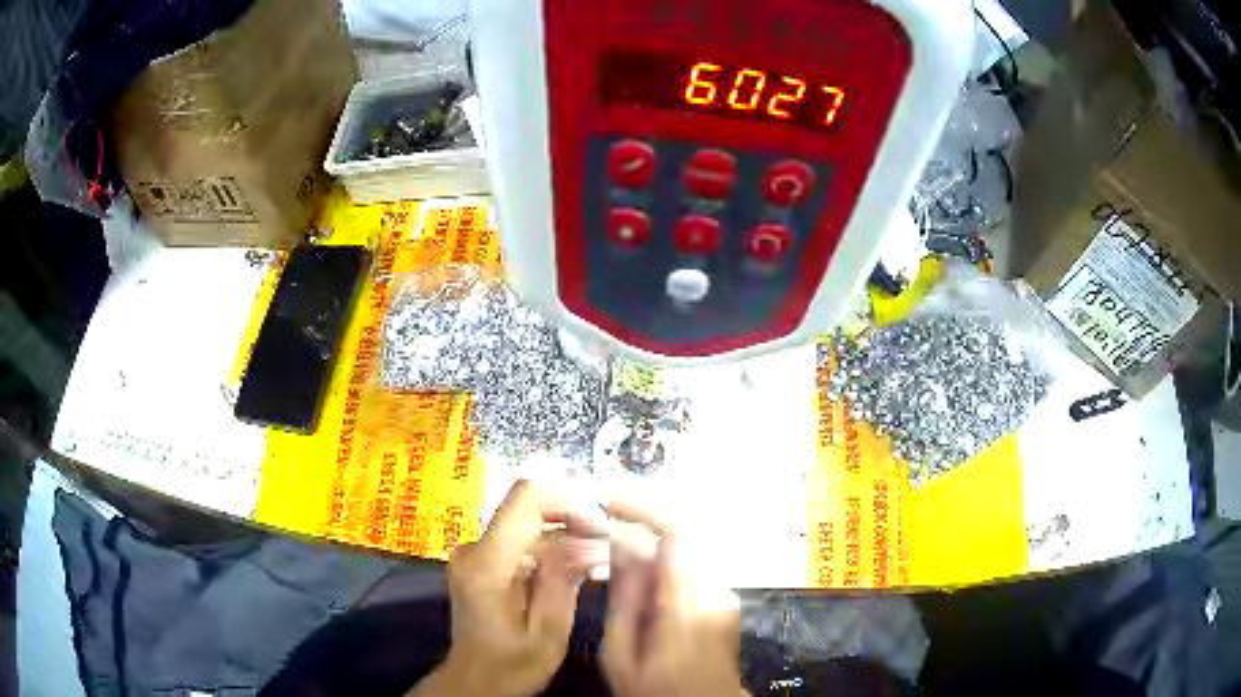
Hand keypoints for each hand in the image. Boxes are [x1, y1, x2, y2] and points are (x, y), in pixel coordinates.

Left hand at [412, 481, 606, 696]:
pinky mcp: (478, 561)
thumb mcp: (549, 629)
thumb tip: (590, 536)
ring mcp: (472, 553)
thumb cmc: (513, 664)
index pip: (525, 499)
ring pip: (525, 523)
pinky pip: (517, 540)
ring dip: (562, 536)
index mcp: (488, 564)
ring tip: (596, 558)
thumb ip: (564, 578)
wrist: (476, 679)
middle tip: (607, 543)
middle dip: (571, 521)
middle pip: (527, 509)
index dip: (566, 500)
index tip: (599, 521)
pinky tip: (572, 569)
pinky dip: (547, 549)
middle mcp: (473, 548)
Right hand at [601, 500, 746, 696]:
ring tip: (606, 551)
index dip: (643, 508)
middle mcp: (713, 590)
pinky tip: (633, 573)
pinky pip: (687, 563)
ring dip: (643, 542)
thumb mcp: (621, 655)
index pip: (677, 534)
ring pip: (680, 547)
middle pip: (677, 534)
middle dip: (633, 523)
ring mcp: (724, 591)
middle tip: (595, 525)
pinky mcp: (724, 595)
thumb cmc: (658, 690)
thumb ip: (622, 600)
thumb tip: (617, 548)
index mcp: (685, 609)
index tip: (608, 499)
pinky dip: (657, 559)